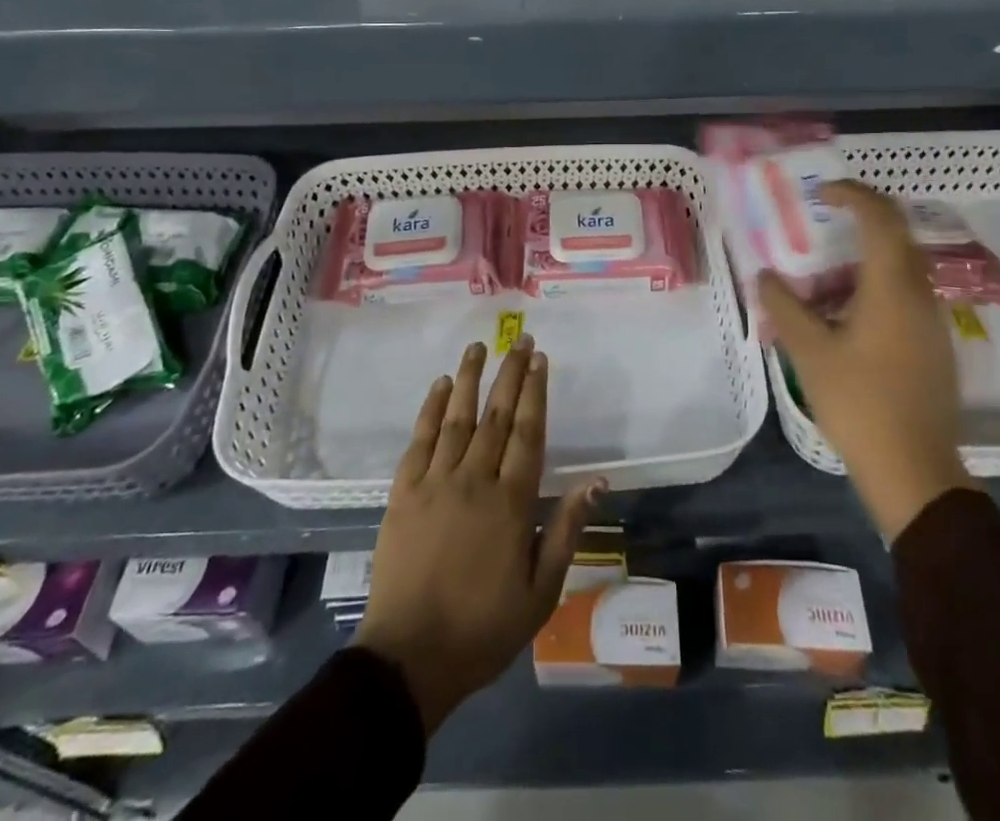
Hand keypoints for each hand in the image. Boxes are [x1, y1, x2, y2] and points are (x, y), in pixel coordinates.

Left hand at [353, 339, 602, 733]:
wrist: (409, 658)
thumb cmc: (482, 629)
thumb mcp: (540, 592)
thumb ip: (566, 530)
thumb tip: (595, 481)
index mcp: (511, 502)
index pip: (528, 432)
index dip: (536, 392)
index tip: (541, 359)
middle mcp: (474, 480)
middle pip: (496, 415)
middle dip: (510, 374)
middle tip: (520, 340)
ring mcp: (435, 482)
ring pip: (457, 418)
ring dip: (469, 378)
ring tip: (478, 347)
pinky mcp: (403, 492)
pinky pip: (419, 440)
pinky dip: (430, 409)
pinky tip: (439, 385)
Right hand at [757, 181, 976, 542]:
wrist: (915, 470)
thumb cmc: (859, 403)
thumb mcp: (810, 352)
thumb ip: (785, 306)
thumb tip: (765, 275)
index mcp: (892, 287)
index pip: (881, 217)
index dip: (853, 194)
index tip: (822, 193)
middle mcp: (920, 294)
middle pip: (898, 234)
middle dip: (863, 217)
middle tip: (825, 218)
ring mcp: (933, 320)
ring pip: (903, 266)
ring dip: (867, 255)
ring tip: (826, 274)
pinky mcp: (935, 344)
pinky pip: (906, 293)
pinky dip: (877, 283)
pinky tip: (846, 312)